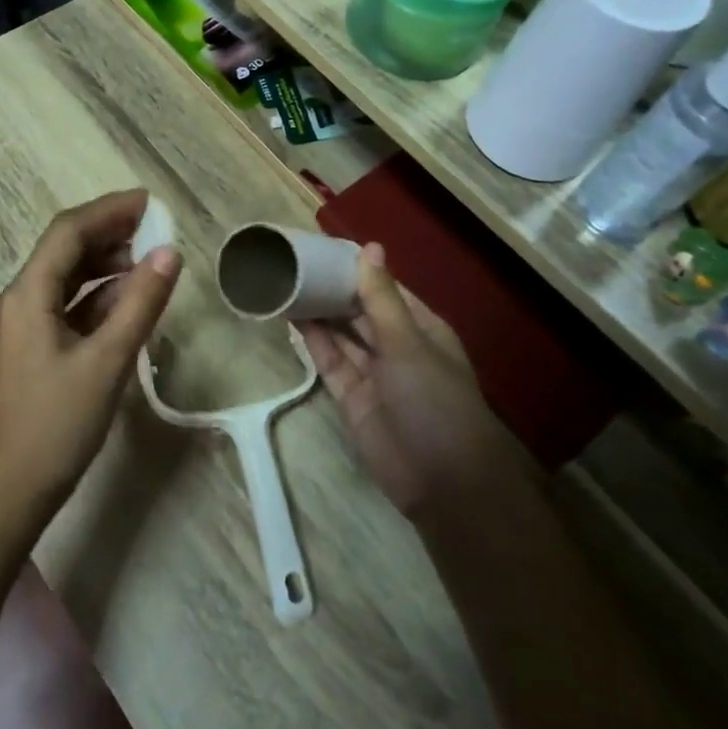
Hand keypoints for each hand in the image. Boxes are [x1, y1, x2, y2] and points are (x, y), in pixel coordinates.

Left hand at [0, 190, 181, 525]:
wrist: (11, 491)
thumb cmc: (58, 425)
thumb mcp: (108, 361)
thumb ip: (140, 303)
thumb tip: (170, 253)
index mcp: (25, 295)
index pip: (68, 232)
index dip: (109, 210)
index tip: (150, 203)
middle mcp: (15, 300)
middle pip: (64, 251)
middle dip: (109, 236)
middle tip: (156, 230)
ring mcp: (18, 325)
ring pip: (64, 280)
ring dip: (104, 267)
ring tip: (149, 263)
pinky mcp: (27, 348)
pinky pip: (63, 307)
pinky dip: (95, 299)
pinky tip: (126, 303)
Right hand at [298, 244, 506, 520]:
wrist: (441, 481)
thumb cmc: (434, 399)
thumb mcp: (408, 342)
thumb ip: (381, 297)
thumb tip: (370, 247)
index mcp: (421, 328)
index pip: (384, 289)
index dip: (357, 269)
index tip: (323, 247)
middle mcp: (397, 346)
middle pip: (360, 310)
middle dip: (333, 289)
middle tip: (295, 262)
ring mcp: (373, 372)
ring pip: (342, 334)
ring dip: (319, 312)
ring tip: (286, 282)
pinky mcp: (351, 397)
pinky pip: (330, 361)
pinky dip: (313, 340)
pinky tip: (291, 316)